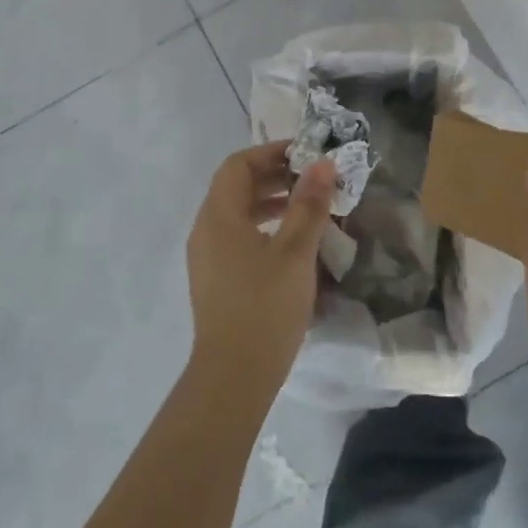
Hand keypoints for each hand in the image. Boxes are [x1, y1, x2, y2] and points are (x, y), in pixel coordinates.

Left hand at [185, 142, 334, 399]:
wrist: (234, 375)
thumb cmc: (265, 306)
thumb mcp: (295, 252)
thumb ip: (308, 204)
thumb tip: (322, 164)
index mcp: (218, 215)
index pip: (238, 165)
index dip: (270, 153)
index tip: (305, 155)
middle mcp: (205, 229)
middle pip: (235, 186)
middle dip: (273, 176)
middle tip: (311, 179)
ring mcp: (206, 256)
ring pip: (236, 213)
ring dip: (269, 202)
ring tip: (306, 208)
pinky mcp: (214, 278)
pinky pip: (236, 236)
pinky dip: (262, 226)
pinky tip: (290, 243)